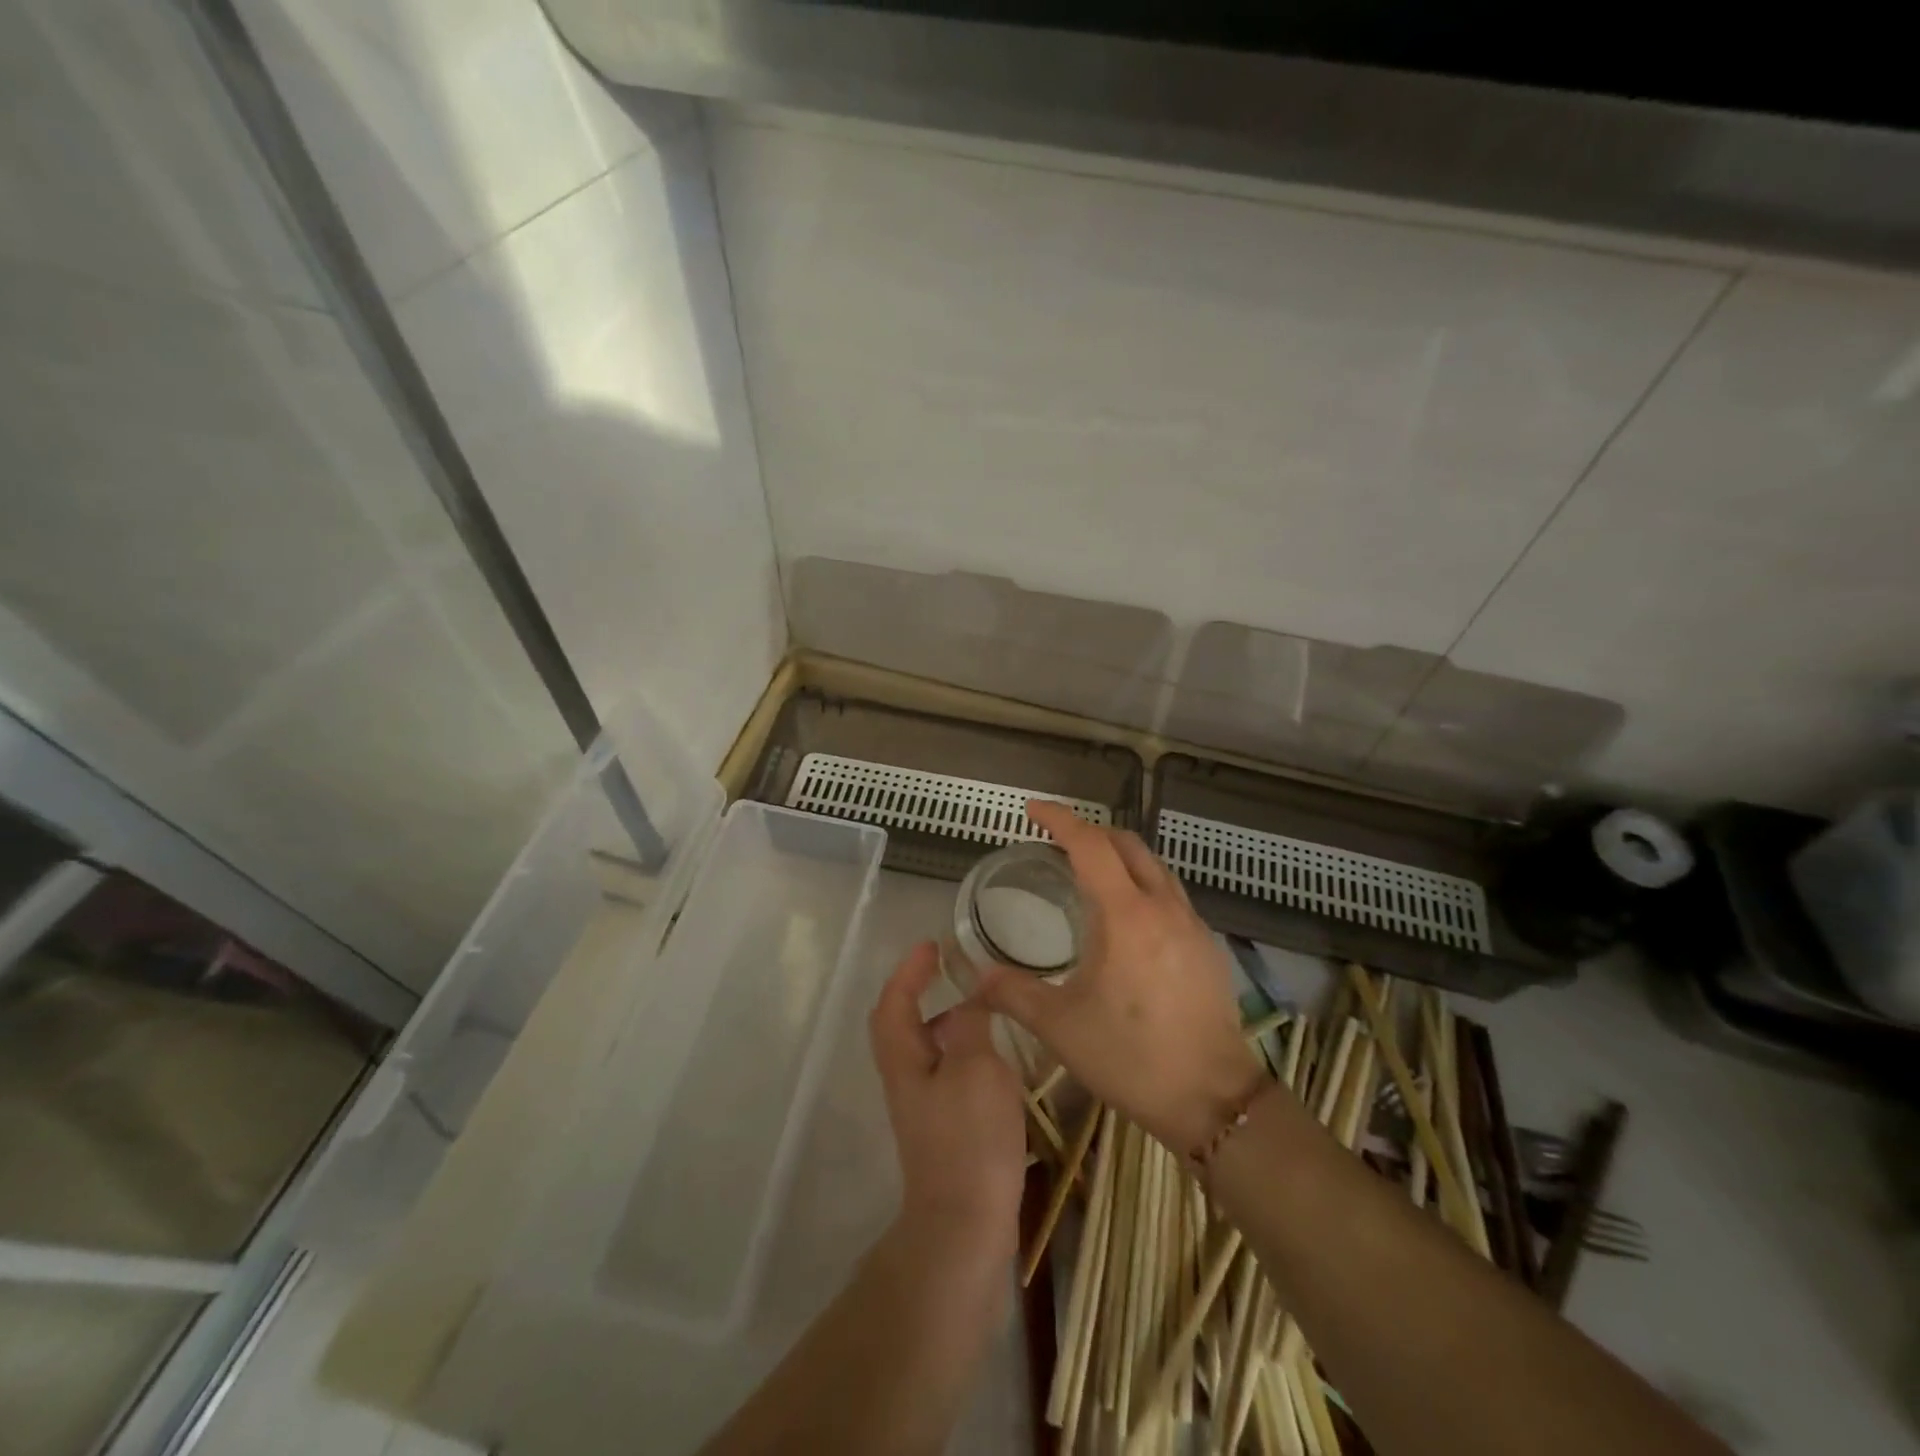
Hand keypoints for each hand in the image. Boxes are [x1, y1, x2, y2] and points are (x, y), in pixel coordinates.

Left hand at [869, 942, 1027, 1257]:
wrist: (964, 1227)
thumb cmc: (969, 1139)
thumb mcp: (977, 1069)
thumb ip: (971, 1027)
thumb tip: (967, 1000)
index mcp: (904, 1059)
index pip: (894, 1001)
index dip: (909, 971)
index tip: (932, 946)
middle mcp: (906, 1080)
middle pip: (901, 1026)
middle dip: (920, 993)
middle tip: (953, 974)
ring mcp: (923, 1109)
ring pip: (927, 1051)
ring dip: (947, 1024)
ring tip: (984, 1012)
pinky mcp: (943, 1131)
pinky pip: (947, 1075)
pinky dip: (964, 1055)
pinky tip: (997, 1063)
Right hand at [978, 801, 1265, 1154]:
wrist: (1213, 1099)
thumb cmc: (1131, 1057)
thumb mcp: (1060, 1027)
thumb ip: (1013, 993)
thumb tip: (977, 977)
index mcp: (1126, 915)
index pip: (1090, 844)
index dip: (1059, 819)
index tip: (1032, 810)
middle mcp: (1163, 907)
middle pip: (1127, 844)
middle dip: (1089, 832)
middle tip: (1056, 842)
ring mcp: (1191, 924)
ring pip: (1154, 866)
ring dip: (1119, 855)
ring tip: (1089, 871)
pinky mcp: (1206, 946)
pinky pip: (1170, 893)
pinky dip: (1142, 883)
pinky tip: (1127, 917)